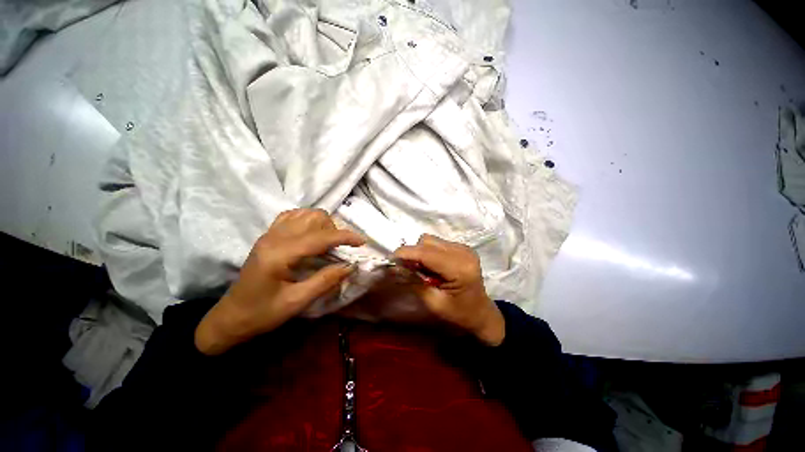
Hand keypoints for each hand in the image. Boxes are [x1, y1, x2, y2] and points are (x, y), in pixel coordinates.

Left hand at [195, 208, 364, 354]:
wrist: (231, 316)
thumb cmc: (263, 314)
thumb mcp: (297, 302)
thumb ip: (326, 280)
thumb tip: (351, 265)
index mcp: (280, 254)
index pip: (320, 237)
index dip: (345, 237)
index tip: (362, 242)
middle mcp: (274, 237)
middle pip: (314, 218)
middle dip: (333, 230)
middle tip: (338, 250)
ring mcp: (270, 233)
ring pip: (306, 213)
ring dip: (323, 224)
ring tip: (326, 243)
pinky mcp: (268, 235)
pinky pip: (293, 215)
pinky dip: (308, 220)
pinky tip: (312, 235)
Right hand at [393, 234, 504, 345]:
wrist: (481, 313)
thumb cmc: (459, 314)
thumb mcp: (434, 303)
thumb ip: (414, 282)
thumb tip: (396, 267)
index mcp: (459, 268)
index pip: (426, 253)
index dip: (405, 253)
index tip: (390, 259)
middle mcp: (463, 252)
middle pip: (427, 242)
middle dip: (413, 253)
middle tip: (409, 270)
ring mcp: (464, 248)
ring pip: (431, 240)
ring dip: (421, 252)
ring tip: (423, 270)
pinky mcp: (462, 247)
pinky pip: (437, 243)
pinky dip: (429, 252)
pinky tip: (433, 266)